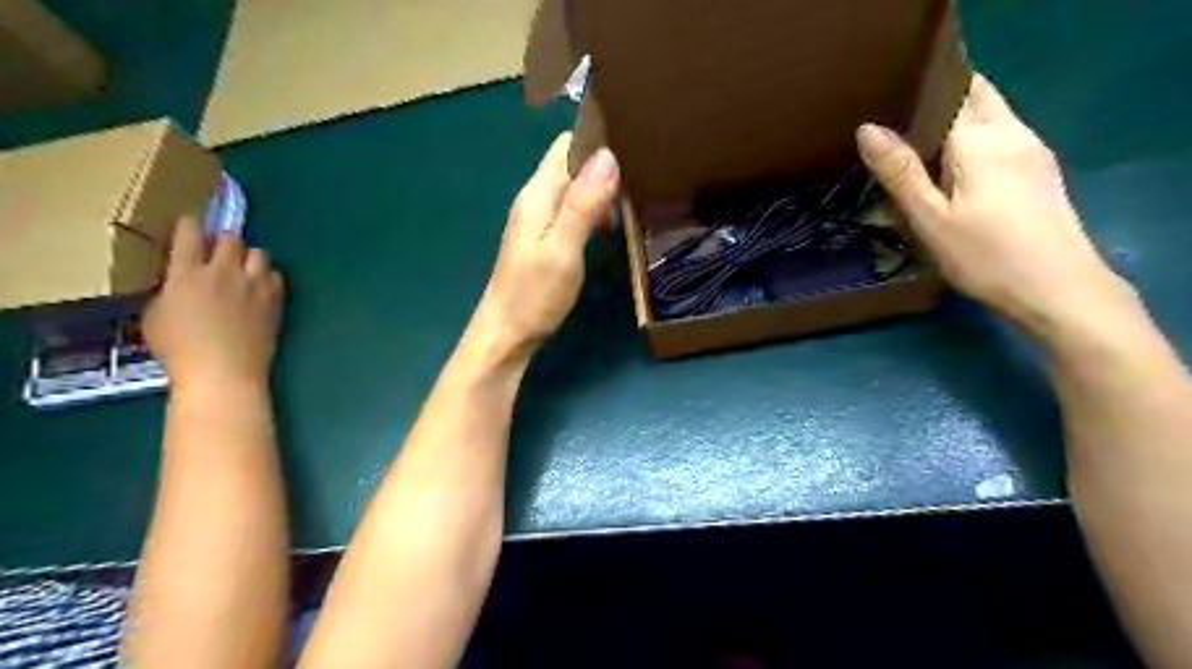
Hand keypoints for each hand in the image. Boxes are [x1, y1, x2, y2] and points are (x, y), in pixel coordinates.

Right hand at [141, 216, 281, 392]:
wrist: (224, 371)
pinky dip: (267, 277)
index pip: (190, 233)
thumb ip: (168, 290)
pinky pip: (276, 275)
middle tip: (217, 254)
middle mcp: (224, 272)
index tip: (190, 229)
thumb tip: (178, 281)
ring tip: (242, 271)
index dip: (190, 226)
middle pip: (230, 238)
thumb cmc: (180, 350)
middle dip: (222, 241)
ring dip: (249, 257)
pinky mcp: (275, 299)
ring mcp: (254, 285)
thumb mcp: (155, 316)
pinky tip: (259, 289)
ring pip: (259, 253)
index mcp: (187, 273)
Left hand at [473, 129, 618, 351]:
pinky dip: (593, 211)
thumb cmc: (534, 295)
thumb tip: (608, 156)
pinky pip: (572, 210)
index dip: (597, 141)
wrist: (507, 334)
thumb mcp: (563, 249)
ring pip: (574, 188)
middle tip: (641, 179)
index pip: (566, 145)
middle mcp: (535, 199)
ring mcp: (538, 220)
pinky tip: (610, 227)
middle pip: (571, 164)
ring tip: (632, 201)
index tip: (633, 148)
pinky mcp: (544, 239)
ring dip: (601, 191)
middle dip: (604, 166)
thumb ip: (583, 204)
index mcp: (537, 194)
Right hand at [864, 72, 1128, 333]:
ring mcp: (1032, 149)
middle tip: (896, 125)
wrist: (1058, 289)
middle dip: (939, 98)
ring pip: (991, 113)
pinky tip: (951, 167)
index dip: (916, 93)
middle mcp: (1012, 132)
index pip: (948, 93)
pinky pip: (1001, 134)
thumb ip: (900, 172)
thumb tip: (867, 128)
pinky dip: (973, 137)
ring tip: (914, 144)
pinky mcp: (1040, 169)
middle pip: (976, 94)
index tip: (882, 107)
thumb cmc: (985, 256)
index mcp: (981, 139)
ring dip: (957, 118)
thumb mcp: (930, 219)